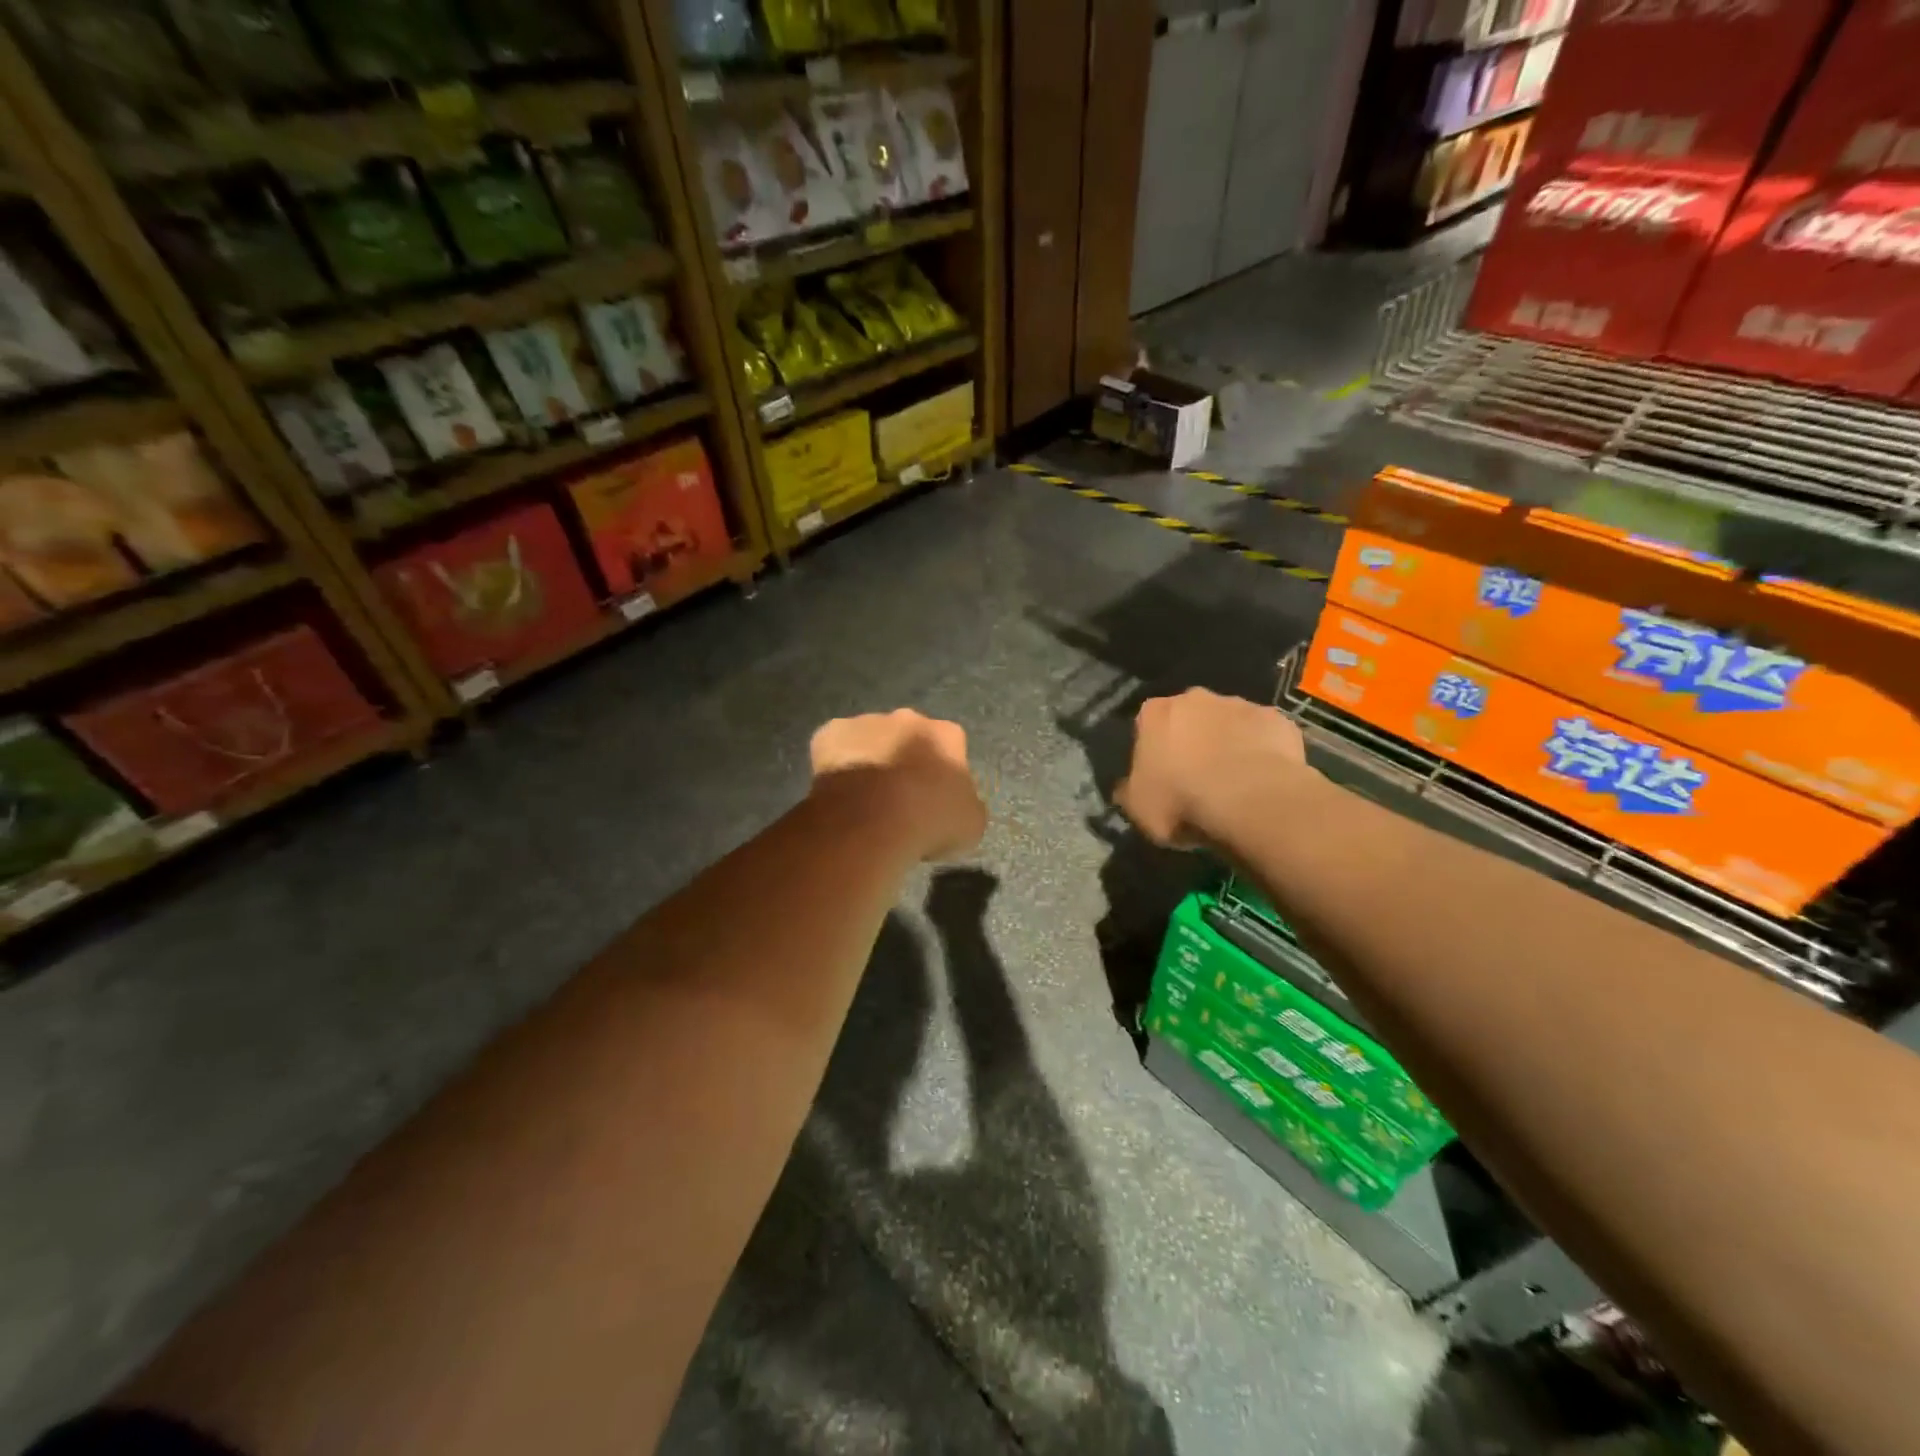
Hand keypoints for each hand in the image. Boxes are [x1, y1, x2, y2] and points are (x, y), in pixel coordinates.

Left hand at [810, 710, 986, 862]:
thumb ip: (965, 805)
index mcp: (947, 735)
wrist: (871, 818)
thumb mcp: (970, 824)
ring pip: (871, 739)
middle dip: (905, 759)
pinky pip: (836, 747)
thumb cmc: (929, 820)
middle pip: (909, 736)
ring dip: (871, 760)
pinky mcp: (830, 733)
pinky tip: (838, 792)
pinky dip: (837, 764)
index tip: (934, 800)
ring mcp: (867, 722)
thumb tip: (955, 804)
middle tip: (898, 798)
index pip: (951, 747)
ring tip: (864, 799)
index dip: (942, 774)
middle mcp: (909, 718)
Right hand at [1115, 688, 1307, 848]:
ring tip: (1235, 782)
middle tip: (1198, 778)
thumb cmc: (1181, 801)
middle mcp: (1195, 698)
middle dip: (1192, 740)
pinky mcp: (1277, 720)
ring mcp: (1240, 705)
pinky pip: (1264, 735)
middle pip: (1190, 717)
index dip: (1154, 751)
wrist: (1250, 800)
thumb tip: (1127, 788)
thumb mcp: (1137, 808)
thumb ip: (1129, 791)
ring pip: (1229, 723)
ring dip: (1228, 743)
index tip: (1160, 776)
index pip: (1147, 724)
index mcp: (1154, 713)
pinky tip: (1263, 780)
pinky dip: (1262, 752)